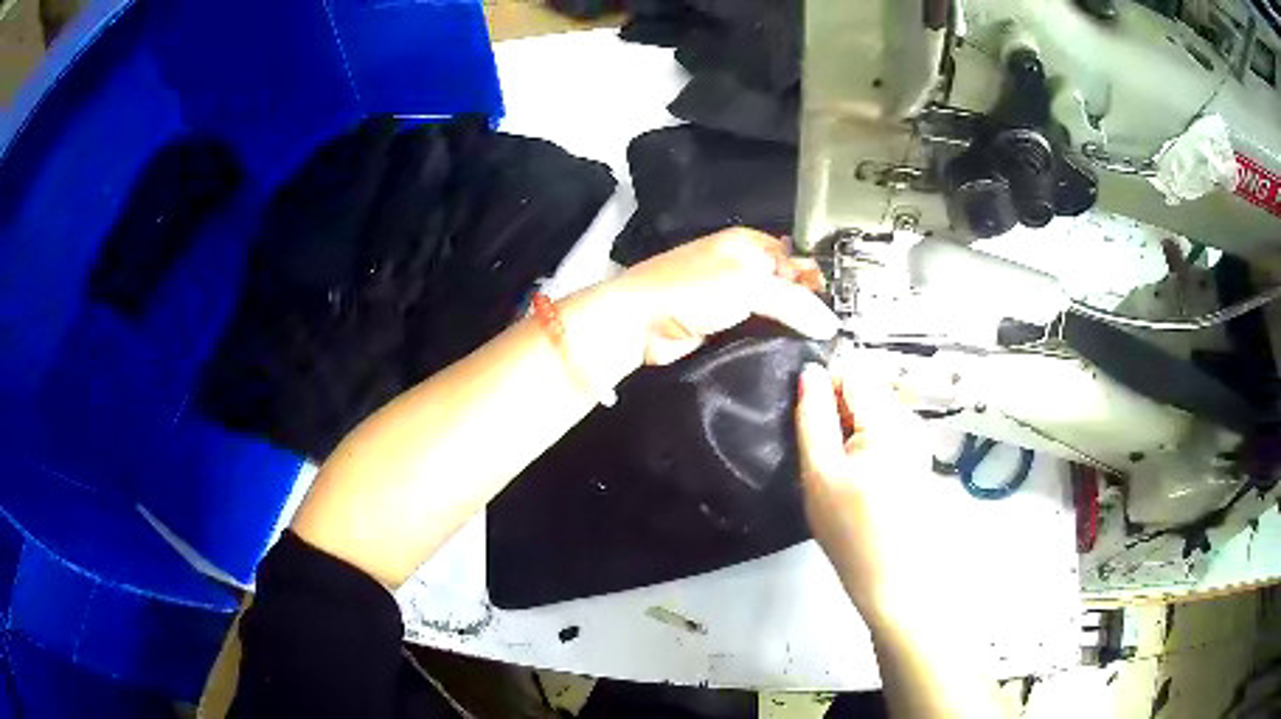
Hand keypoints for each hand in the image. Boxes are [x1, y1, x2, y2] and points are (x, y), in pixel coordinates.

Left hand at [609, 228, 838, 365]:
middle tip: (837, 335)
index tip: (844, 309)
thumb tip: (831, 324)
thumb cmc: (691, 290)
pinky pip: (760, 333)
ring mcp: (733, 299)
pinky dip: (775, 342)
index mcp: (750, 243)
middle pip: (790, 287)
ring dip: (794, 329)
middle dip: (810, 308)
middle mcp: (744, 267)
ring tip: (823, 350)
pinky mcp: (725, 328)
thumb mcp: (749, 285)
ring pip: (776, 313)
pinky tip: (795, 357)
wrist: (638, 324)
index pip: (799, 258)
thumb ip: (795, 302)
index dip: (820, 280)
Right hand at [794, 361, 938, 625]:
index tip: (810, 425)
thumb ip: (813, 417)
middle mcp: (910, 421)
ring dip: (851, 429)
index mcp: (889, 420)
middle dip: (839, 412)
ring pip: (874, 411)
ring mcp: (917, 440)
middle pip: (866, 389)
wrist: (890, 579)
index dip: (825, 388)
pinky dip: (865, 445)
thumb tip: (810, 372)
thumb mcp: (820, 472)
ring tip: (839, 473)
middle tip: (824, 457)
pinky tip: (858, 481)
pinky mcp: (917, 458)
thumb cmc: (850, 530)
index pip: (853, 371)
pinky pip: (885, 432)